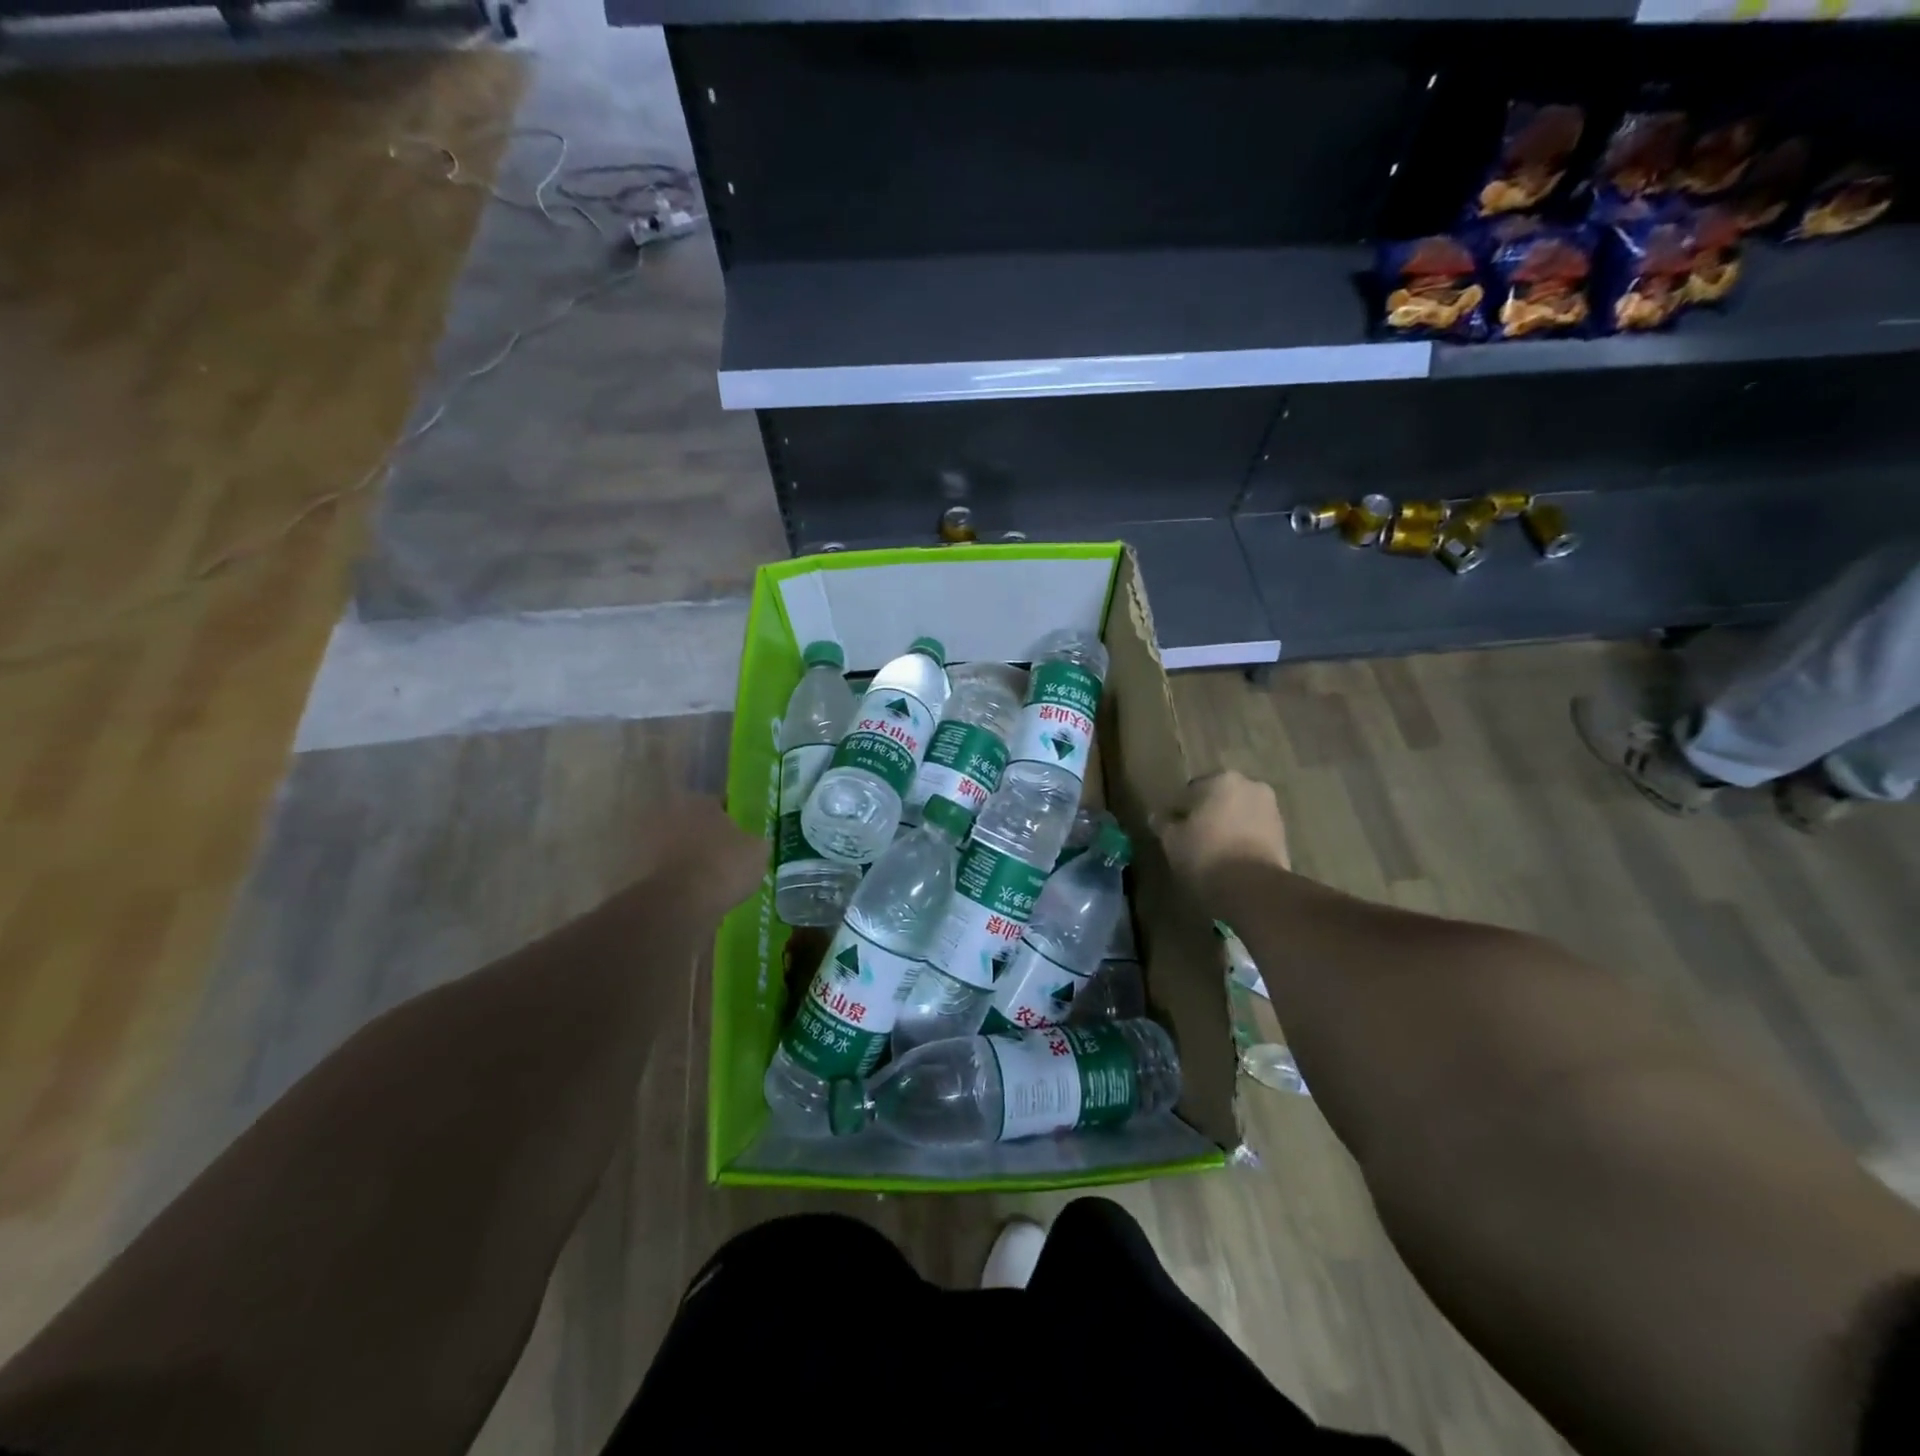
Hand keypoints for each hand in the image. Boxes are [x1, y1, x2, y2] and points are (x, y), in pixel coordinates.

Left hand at [631, 795, 767, 918]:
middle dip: (705, 838)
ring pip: (676, 847)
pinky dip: (674, 879)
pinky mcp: (635, 869)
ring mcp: (648, 841)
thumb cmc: (724, 866)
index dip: (732, 821)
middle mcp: (670, 813)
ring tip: (706, 880)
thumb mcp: (757, 852)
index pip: (720, 804)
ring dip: (687, 858)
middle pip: (693, 824)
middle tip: (721, 857)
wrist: (679, 903)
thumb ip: (754, 843)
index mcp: (700, 801)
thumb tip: (753, 844)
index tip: (740, 838)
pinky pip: (663, 871)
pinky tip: (690, 894)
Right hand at [1157, 771, 1290, 893]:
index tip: (1173, 829)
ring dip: (1226, 827)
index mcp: (1222, 779)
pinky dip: (1242, 840)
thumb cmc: (1206, 855)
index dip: (1179, 810)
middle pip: (1219, 799)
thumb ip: (1164, 824)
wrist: (1253, 889)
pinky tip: (1230, 860)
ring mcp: (1272, 810)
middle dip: (1207, 815)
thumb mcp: (1172, 840)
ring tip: (1213, 852)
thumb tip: (1158, 817)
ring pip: (1239, 815)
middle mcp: (1251, 786)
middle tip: (1192, 839)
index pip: (1191, 790)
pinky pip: (1254, 832)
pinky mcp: (1284, 835)